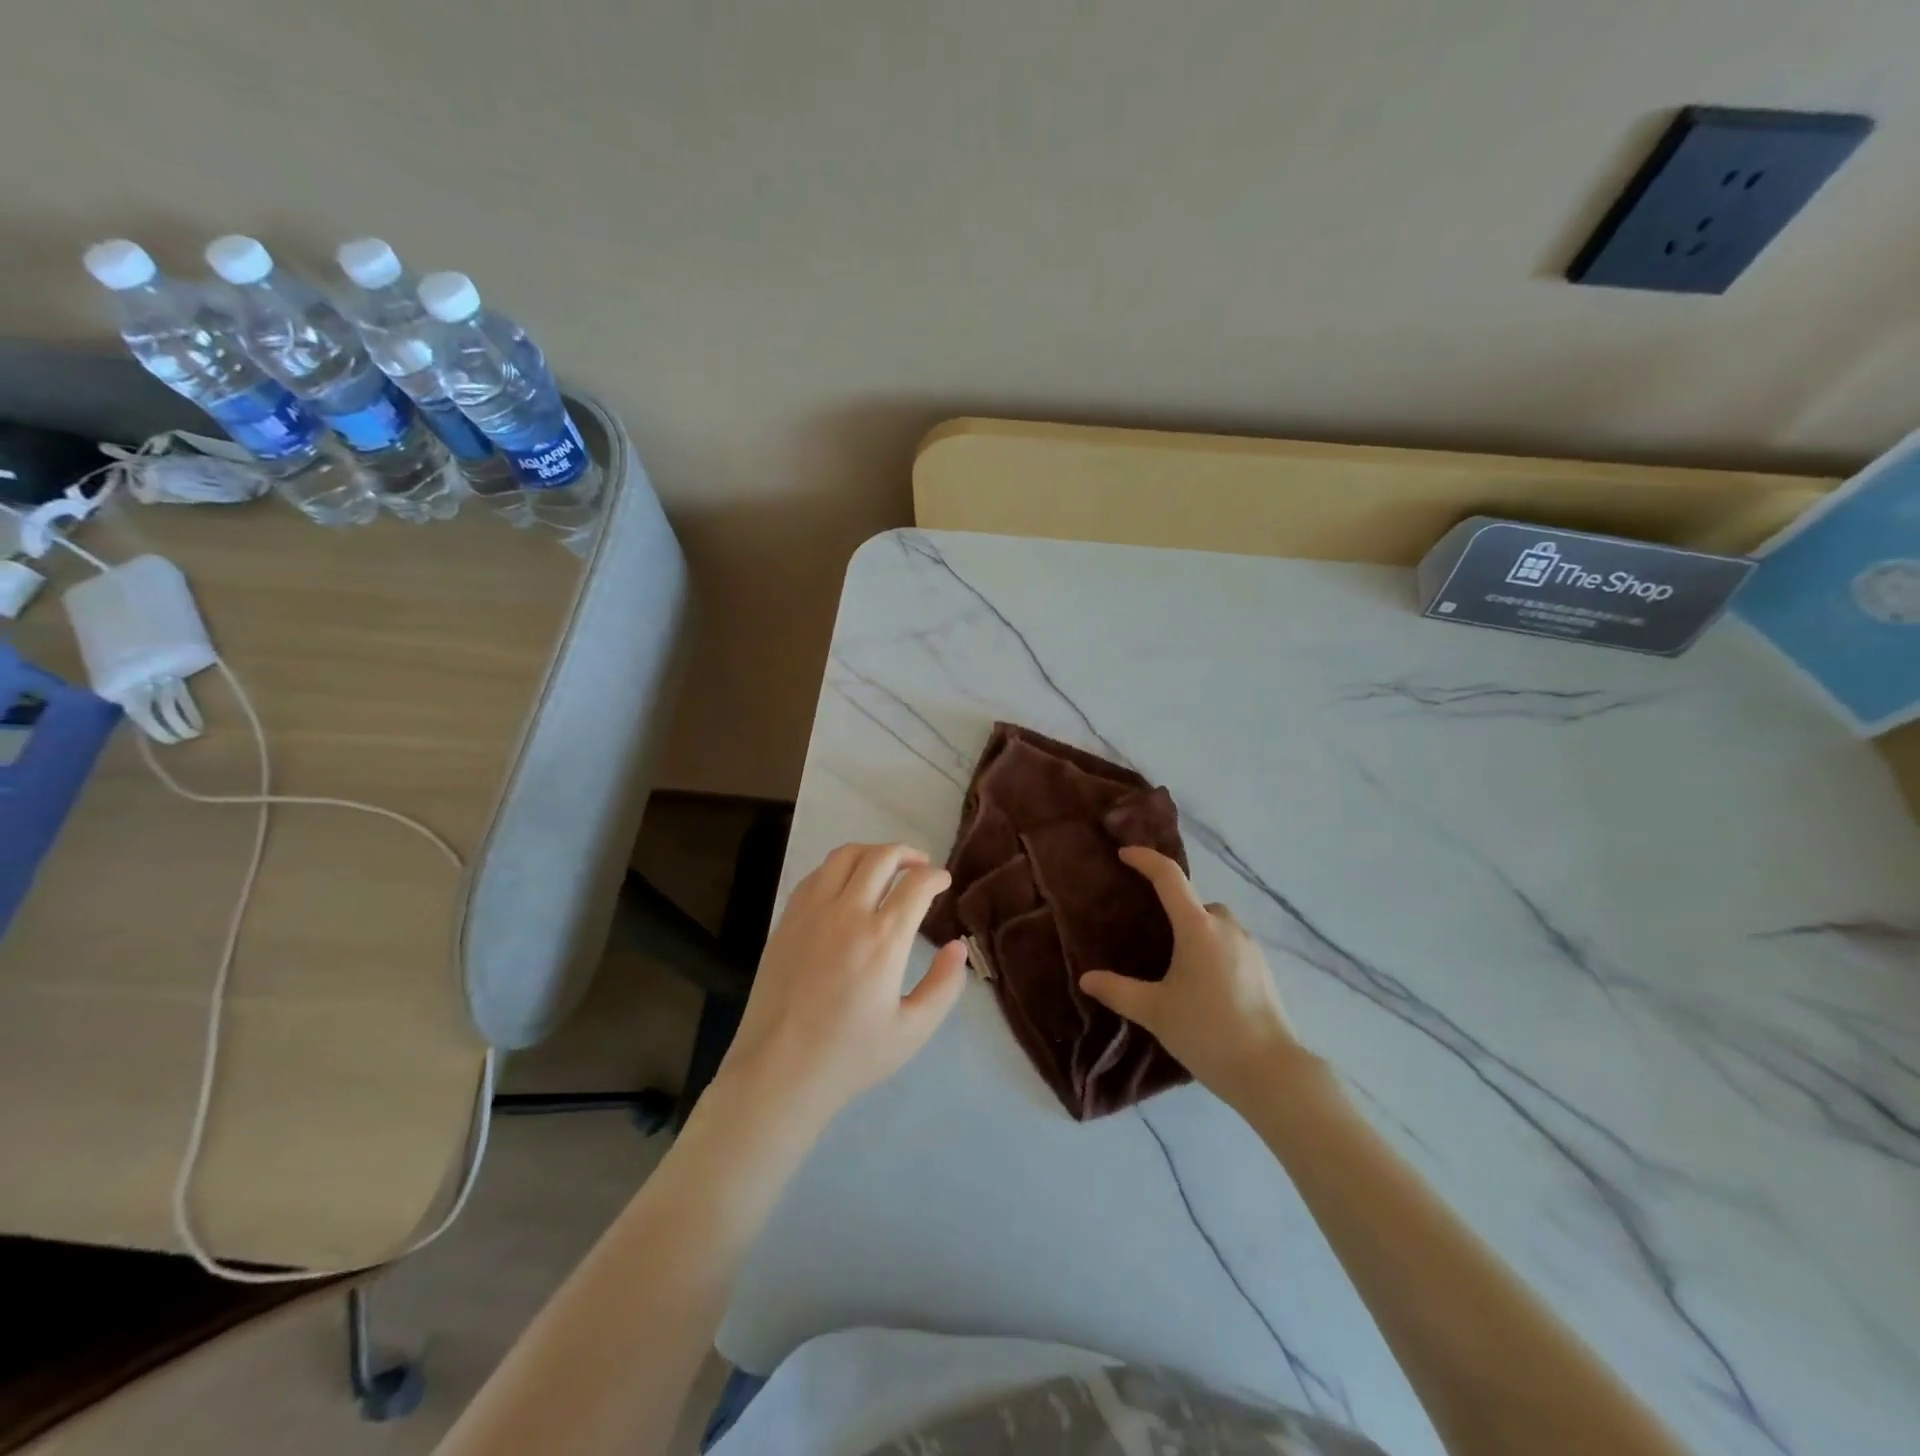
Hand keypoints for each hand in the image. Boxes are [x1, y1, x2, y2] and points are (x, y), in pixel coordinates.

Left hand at [717, 842, 967, 1129]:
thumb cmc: (851, 1055)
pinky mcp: (787, 919)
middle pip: (881, 858)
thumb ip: (943, 986)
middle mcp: (848, 914)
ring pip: (844, 856)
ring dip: (872, 853)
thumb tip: (958, 947)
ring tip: (885, 866)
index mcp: (883, 940)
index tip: (944, 881)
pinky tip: (846, 885)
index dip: (936, 876)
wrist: (779, 1070)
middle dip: (907, 854)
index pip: (916, 885)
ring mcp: (812, 912)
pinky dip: (838, 868)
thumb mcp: (913, 1030)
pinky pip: (816, 874)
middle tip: (920, 866)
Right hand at [1080, 847, 1303, 1104]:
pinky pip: (1232, 944)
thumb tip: (1087, 979)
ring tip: (1177, 961)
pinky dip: (1214, 949)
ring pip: (1217, 923)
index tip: (1124, 854)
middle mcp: (1226, 928)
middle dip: (1175, 906)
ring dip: (1197, 929)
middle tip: (1151, 930)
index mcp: (1198, 928)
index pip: (1169, 877)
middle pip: (1197, 901)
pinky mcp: (1263, 970)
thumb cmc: (1207, 1031)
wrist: (1269, 1071)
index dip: (1145, 860)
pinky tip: (1203, 983)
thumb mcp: (1154, 1011)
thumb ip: (1118, 991)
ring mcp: (1250, 948)